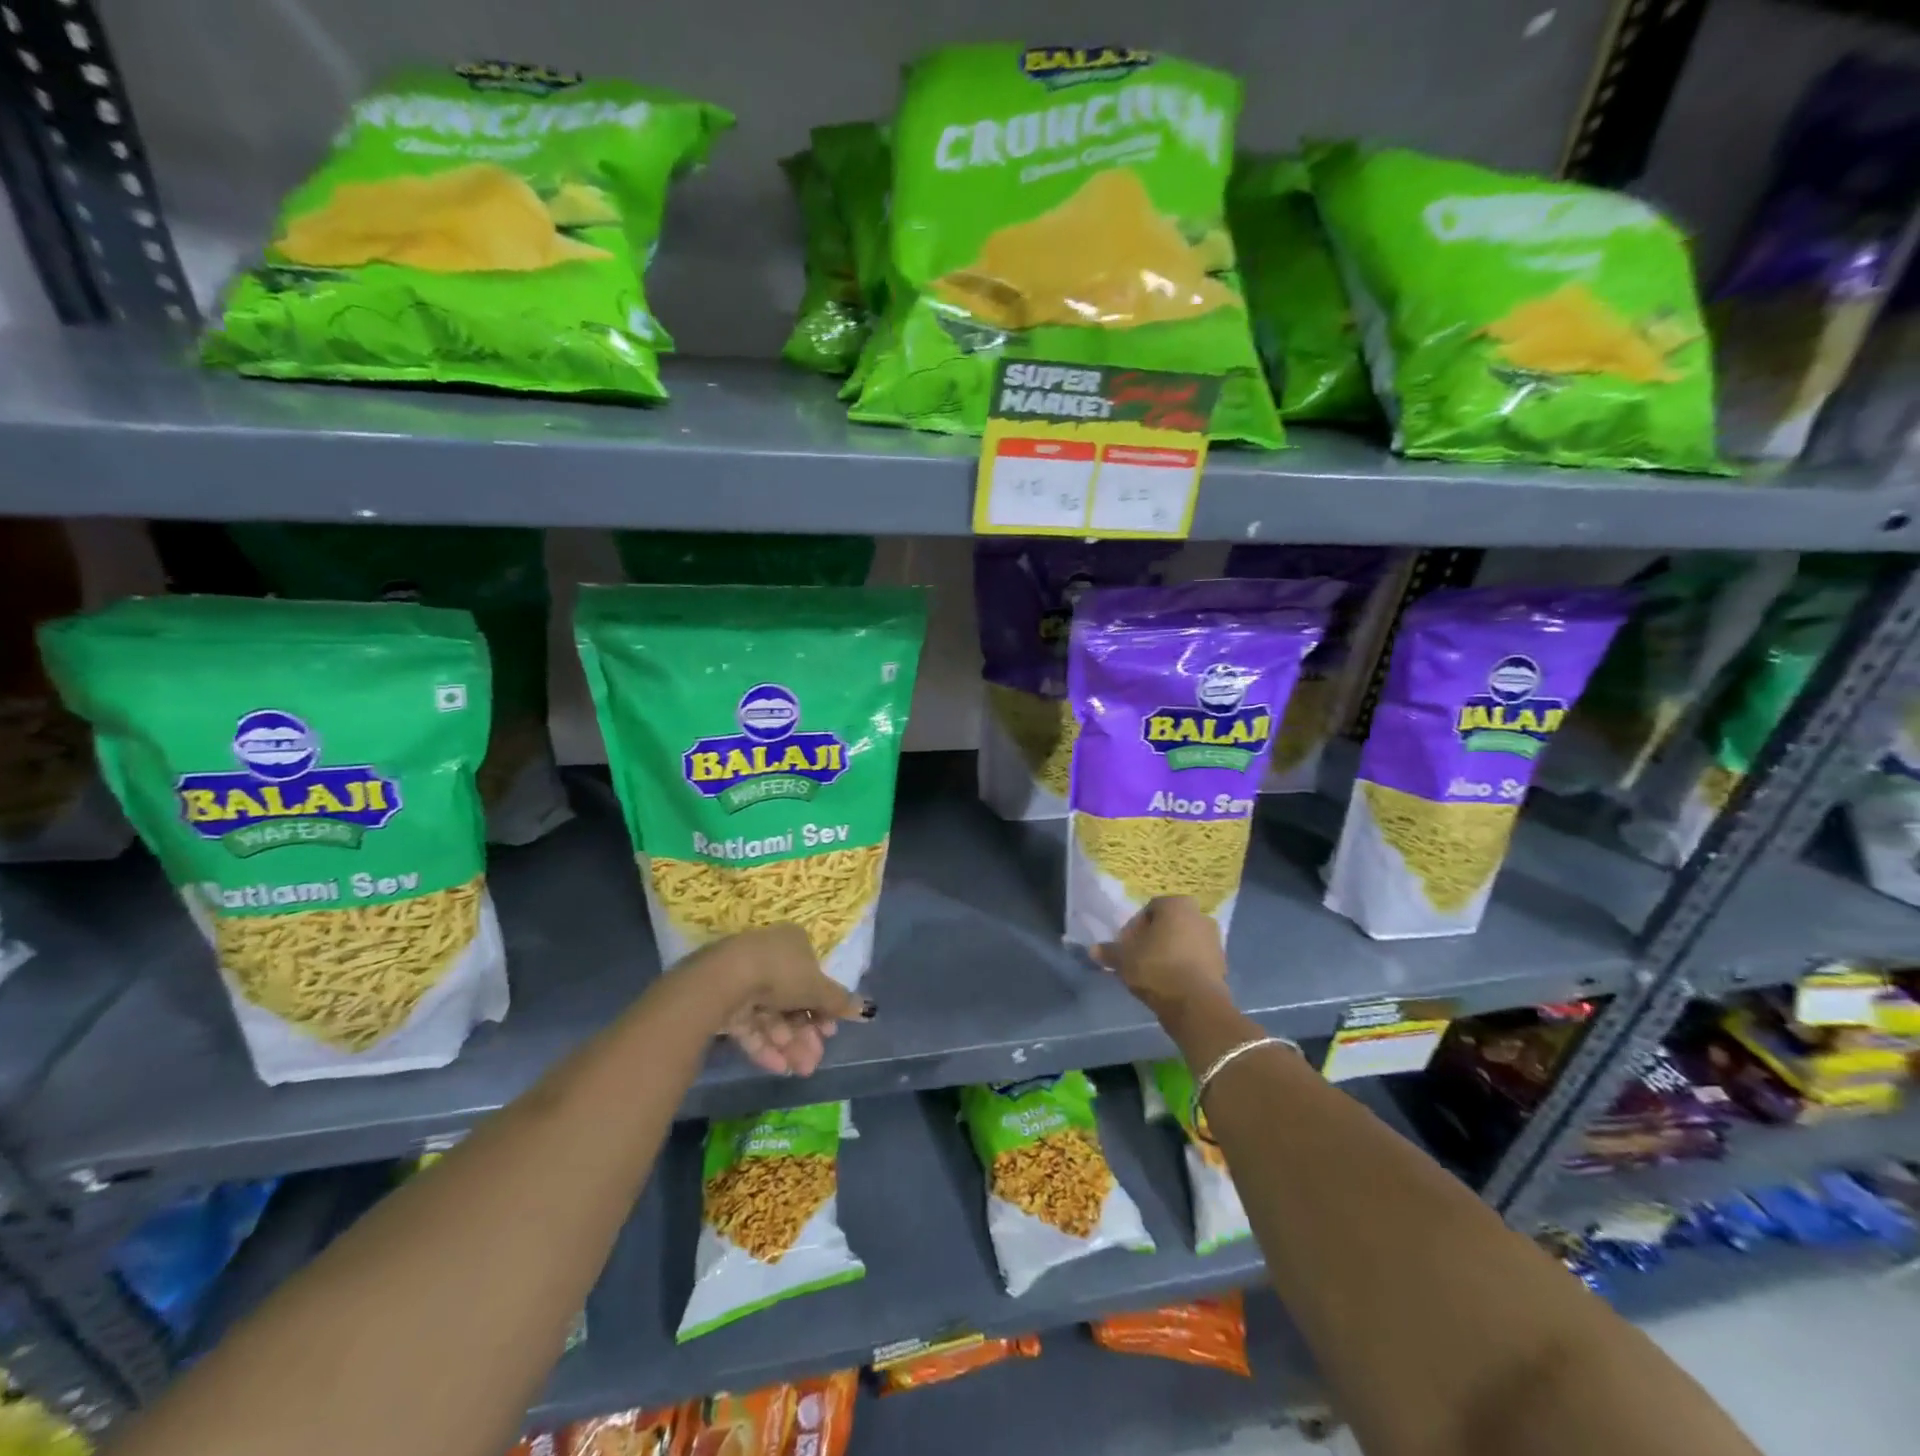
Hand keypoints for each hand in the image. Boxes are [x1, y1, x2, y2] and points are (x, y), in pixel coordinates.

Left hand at [695, 924, 875, 1077]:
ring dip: (789, 1044)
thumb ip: (840, 1002)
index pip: (813, 978)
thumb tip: (869, 1011)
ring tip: (801, 1070)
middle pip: (793, 1000)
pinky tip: (778, 1067)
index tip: (830, 1032)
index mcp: (794, 944)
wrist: (726, 979)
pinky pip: (750, 1025)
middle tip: (815, 1060)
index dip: (823, 1007)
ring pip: (772, 1016)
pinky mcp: (724, 1002)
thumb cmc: (781, 973)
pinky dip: (764, 1045)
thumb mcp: (818, 988)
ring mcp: (744, 980)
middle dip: (805, 1034)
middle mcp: (769, 958)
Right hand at [1092, 896, 1229, 1021]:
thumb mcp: (1124, 959)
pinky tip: (1170, 983)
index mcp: (1176, 904)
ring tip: (1153, 974)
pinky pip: (1195, 959)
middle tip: (1137, 959)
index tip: (1125, 948)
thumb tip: (1093, 950)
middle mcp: (1199, 915)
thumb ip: (1109, 951)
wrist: (1196, 1004)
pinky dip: (1183, 966)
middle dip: (1152, 940)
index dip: (1133, 930)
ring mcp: (1215, 939)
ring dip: (1168, 953)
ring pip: (1182, 942)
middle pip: (1167, 925)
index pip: (1148, 910)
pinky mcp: (1222, 962)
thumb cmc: (1157, 969)